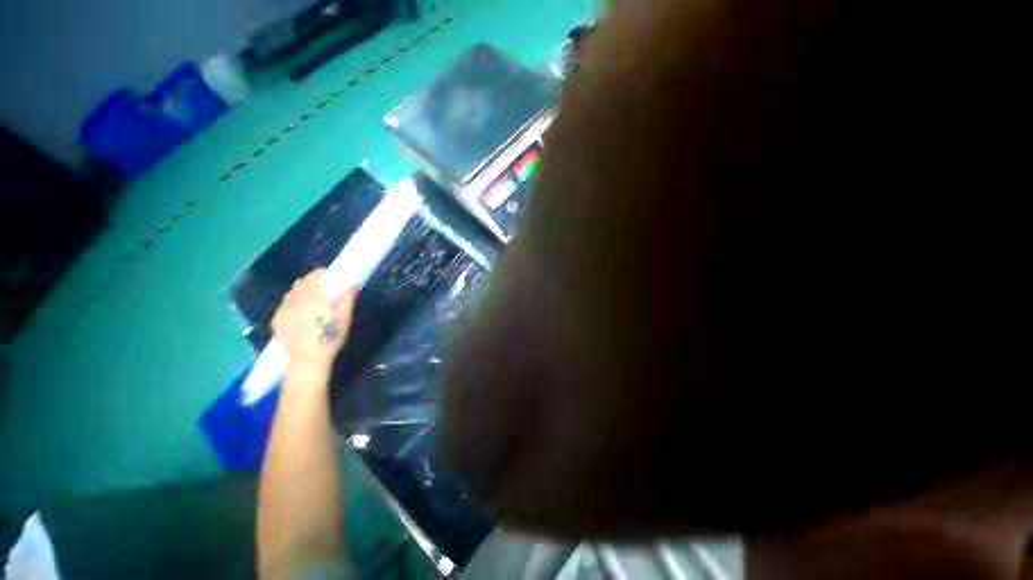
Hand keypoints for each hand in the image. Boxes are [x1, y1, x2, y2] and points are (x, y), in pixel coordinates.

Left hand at [272, 269, 357, 378]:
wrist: (307, 362)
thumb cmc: (328, 341)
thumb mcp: (343, 322)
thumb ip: (346, 301)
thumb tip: (351, 284)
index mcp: (313, 293)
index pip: (316, 274)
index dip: (323, 277)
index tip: (329, 286)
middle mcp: (295, 295)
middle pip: (302, 282)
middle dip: (310, 287)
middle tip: (318, 300)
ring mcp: (283, 307)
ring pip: (291, 294)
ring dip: (298, 297)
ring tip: (305, 312)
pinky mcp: (276, 319)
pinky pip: (283, 308)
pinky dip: (289, 311)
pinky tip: (296, 323)